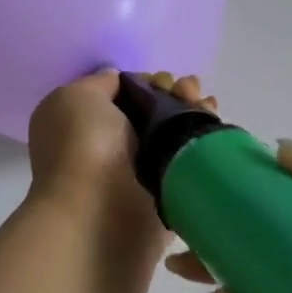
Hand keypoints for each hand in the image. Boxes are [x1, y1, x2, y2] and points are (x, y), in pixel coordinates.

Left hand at [26, 69, 215, 242]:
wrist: (99, 212)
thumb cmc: (82, 147)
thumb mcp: (77, 97)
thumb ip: (101, 83)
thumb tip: (120, 81)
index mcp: (85, 125)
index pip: (125, 96)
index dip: (147, 82)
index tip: (162, 80)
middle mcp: (113, 149)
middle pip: (155, 112)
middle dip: (175, 94)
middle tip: (188, 89)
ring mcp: (142, 174)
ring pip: (175, 135)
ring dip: (193, 113)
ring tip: (207, 103)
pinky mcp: (168, 195)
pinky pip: (190, 163)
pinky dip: (205, 142)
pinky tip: (214, 125)